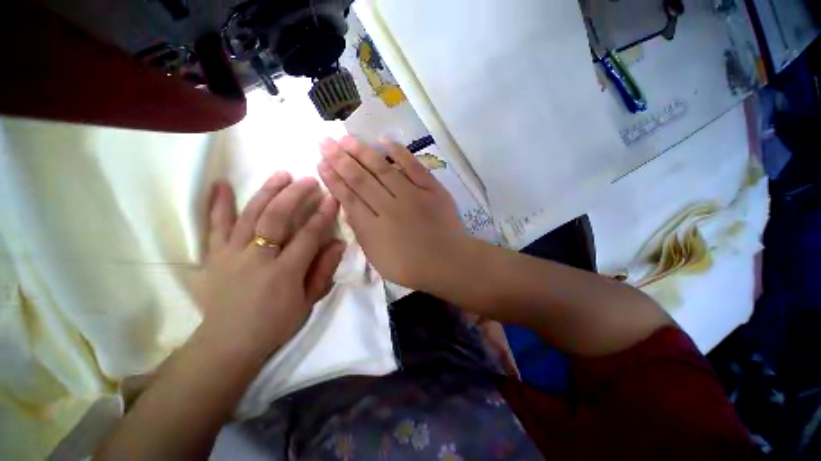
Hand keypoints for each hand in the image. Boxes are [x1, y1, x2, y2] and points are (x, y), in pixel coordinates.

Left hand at [192, 173, 345, 355]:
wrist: (228, 343)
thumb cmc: (275, 324)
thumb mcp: (308, 302)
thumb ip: (324, 271)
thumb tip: (338, 243)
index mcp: (284, 272)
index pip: (308, 235)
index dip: (323, 215)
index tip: (332, 198)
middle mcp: (257, 258)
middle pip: (277, 218)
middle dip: (295, 195)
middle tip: (309, 180)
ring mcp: (232, 254)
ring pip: (250, 215)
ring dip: (267, 192)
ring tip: (281, 174)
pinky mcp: (215, 255)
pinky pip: (216, 226)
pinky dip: (217, 204)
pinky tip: (221, 184)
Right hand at [317, 136, 468, 290]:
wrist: (448, 262)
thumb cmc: (411, 266)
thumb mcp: (378, 258)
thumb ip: (362, 233)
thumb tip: (348, 208)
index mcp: (374, 227)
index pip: (348, 198)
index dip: (333, 179)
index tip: (320, 162)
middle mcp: (389, 207)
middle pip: (360, 179)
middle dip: (339, 159)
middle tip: (325, 141)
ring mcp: (412, 196)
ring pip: (382, 170)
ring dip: (362, 152)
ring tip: (346, 138)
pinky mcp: (431, 189)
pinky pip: (414, 167)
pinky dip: (400, 153)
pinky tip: (385, 141)